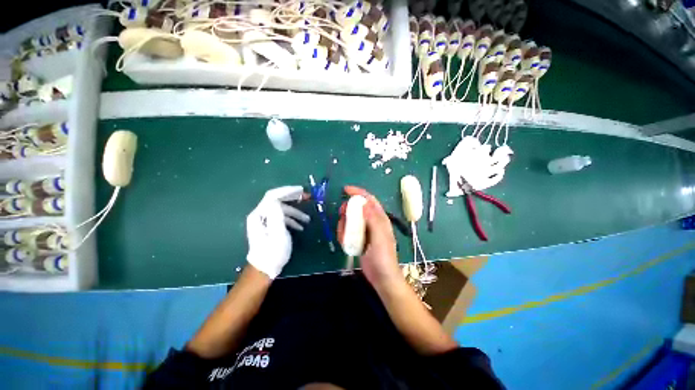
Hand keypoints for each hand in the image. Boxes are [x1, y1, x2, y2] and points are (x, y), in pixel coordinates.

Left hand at [246, 186, 309, 278]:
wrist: (265, 269)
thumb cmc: (272, 252)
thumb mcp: (277, 233)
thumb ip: (276, 214)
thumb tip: (276, 199)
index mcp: (259, 215)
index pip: (273, 196)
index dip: (288, 190)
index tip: (302, 190)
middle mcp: (260, 215)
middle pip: (277, 200)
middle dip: (293, 198)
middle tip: (307, 198)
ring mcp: (264, 220)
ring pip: (281, 210)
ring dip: (295, 212)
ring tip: (307, 219)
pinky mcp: (269, 226)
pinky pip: (281, 217)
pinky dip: (292, 219)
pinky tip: (300, 226)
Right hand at [337, 186, 401, 287]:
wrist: (381, 277)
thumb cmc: (383, 257)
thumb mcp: (379, 237)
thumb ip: (373, 219)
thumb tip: (364, 203)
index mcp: (380, 218)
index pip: (369, 200)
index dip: (358, 192)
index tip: (345, 190)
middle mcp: (373, 222)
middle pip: (358, 208)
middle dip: (348, 208)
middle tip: (341, 213)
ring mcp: (365, 230)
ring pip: (352, 219)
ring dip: (345, 223)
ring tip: (344, 234)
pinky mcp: (359, 239)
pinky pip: (349, 231)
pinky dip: (344, 233)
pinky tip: (344, 242)